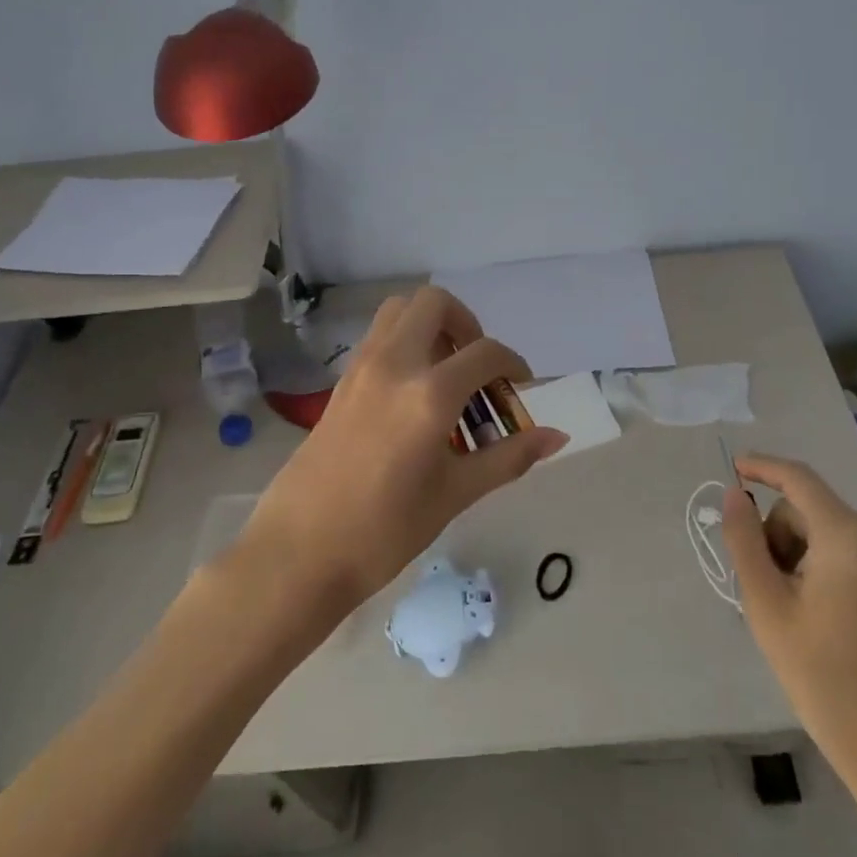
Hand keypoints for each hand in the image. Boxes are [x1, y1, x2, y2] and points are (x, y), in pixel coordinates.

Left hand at [238, 286, 567, 613]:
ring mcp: (360, 368)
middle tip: (476, 367)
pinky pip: (378, 338)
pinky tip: (413, 395)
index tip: (519, 387)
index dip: (513, 364)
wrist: (299, 553)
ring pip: (399, 311)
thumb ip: (508, 457)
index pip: (485, 353)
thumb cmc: (385, 530)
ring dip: (430, 326)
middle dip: (466, 323)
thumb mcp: (455, 494)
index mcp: (429, 393)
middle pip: (434, 303)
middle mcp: (393, 364)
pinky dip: (404, 344)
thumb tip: (556, 437)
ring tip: (446, 374)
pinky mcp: (340, 382)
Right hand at [721, 452, 856, 788]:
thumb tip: (734, 494)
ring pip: (824, 528)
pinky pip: (846, 547)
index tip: (732, 467)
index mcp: (848, 535)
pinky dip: (819, 561)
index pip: (798, 479)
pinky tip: (812, 606)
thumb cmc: (819, 671)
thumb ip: (745, 539)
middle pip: (807, 509)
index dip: (762, 467)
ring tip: (790, 603)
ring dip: (796, 551)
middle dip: (777, 534)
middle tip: (766, 586)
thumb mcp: (766, 602)